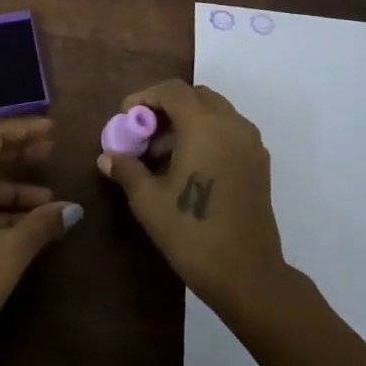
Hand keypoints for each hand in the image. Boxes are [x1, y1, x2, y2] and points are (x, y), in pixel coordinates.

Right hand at [98, 81, 287, 316]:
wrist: (247, 274)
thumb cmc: (192, 232)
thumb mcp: (149, 201)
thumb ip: (127, 169)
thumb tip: (107, 156)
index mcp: (204, 125)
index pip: (172, 90)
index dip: (145, 97)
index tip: (125, 117)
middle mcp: (231, 124)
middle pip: (196, 96)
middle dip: (166, 107)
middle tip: (143, 133)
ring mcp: (250, 143)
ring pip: (215, 113)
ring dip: (187, 121)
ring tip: (161, 154)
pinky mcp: (259, 162)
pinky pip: (229, 131)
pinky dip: (207, 134)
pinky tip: (188, 166)